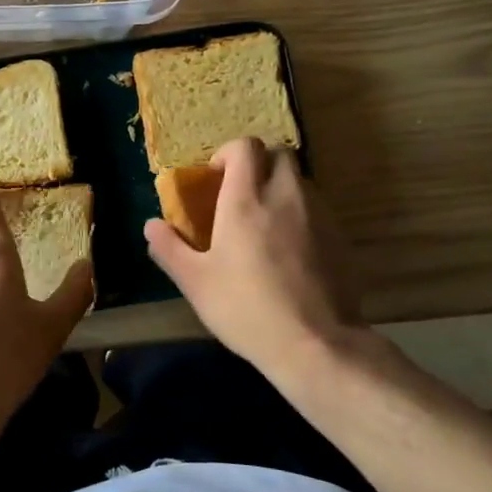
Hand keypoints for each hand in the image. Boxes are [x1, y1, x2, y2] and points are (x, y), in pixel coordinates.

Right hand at [144, 138, 361, 381]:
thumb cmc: (245, 309)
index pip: (244, 147)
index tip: (216, 178)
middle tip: (241, 194)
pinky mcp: (340, 237)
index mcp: (246, 200)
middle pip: (279, 153)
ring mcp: (318, 215)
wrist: (315, 344)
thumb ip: (169, 248)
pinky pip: (318, 209)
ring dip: (281, 188)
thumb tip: (151, 225)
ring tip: (266, 223)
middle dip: (259, 164)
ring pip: (300, 181)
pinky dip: (301, 215)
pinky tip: (291, 251)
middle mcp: (285, 196)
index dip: (228, 153)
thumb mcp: (195, 282)